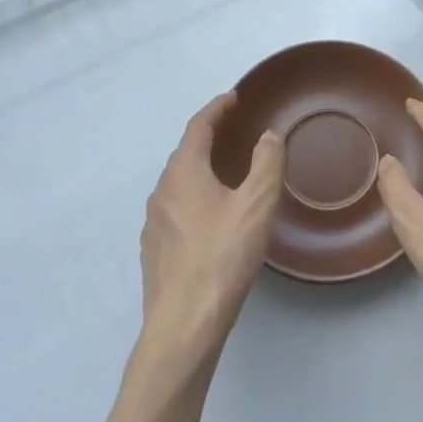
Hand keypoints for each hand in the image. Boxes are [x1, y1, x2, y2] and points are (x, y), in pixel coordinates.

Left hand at [139, 93, 284, 365]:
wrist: (184, 324)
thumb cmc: (222, 256)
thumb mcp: (256, 205)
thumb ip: (266, 163)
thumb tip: (268, 135)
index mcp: (183, 172)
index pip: (198, 127)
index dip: (216, 109)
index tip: (233, 97)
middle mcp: (162, 191)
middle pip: (185, 153)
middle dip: (208, 138)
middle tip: (233, 131)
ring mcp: (154, 223)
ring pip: (178, 184)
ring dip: (200, 170)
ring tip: (224, 174)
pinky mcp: (154, 251)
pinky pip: (175, 210)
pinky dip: (194, 199)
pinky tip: (210, 219)